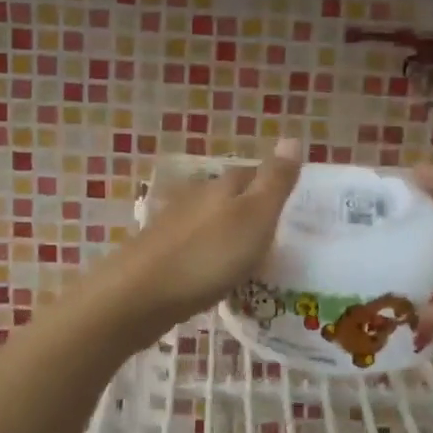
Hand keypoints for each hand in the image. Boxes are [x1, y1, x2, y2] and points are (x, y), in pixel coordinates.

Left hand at [89, 141, 302, 339]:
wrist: (139, 295)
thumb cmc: (207, 255)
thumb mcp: (255, 217)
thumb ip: (274, 181)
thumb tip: (292, 137)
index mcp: (222, 186)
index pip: (252, 173)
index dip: (272, 185)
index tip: (293, 206)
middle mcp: (195, 197)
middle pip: (230, 197)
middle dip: (251, 212)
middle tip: (278, 238)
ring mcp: (173, 226)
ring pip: (210, 223)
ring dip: (229, 236)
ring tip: (251, 262)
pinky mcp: (159, 255)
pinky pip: (195, 249)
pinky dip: (209, 258)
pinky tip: (216, 277)